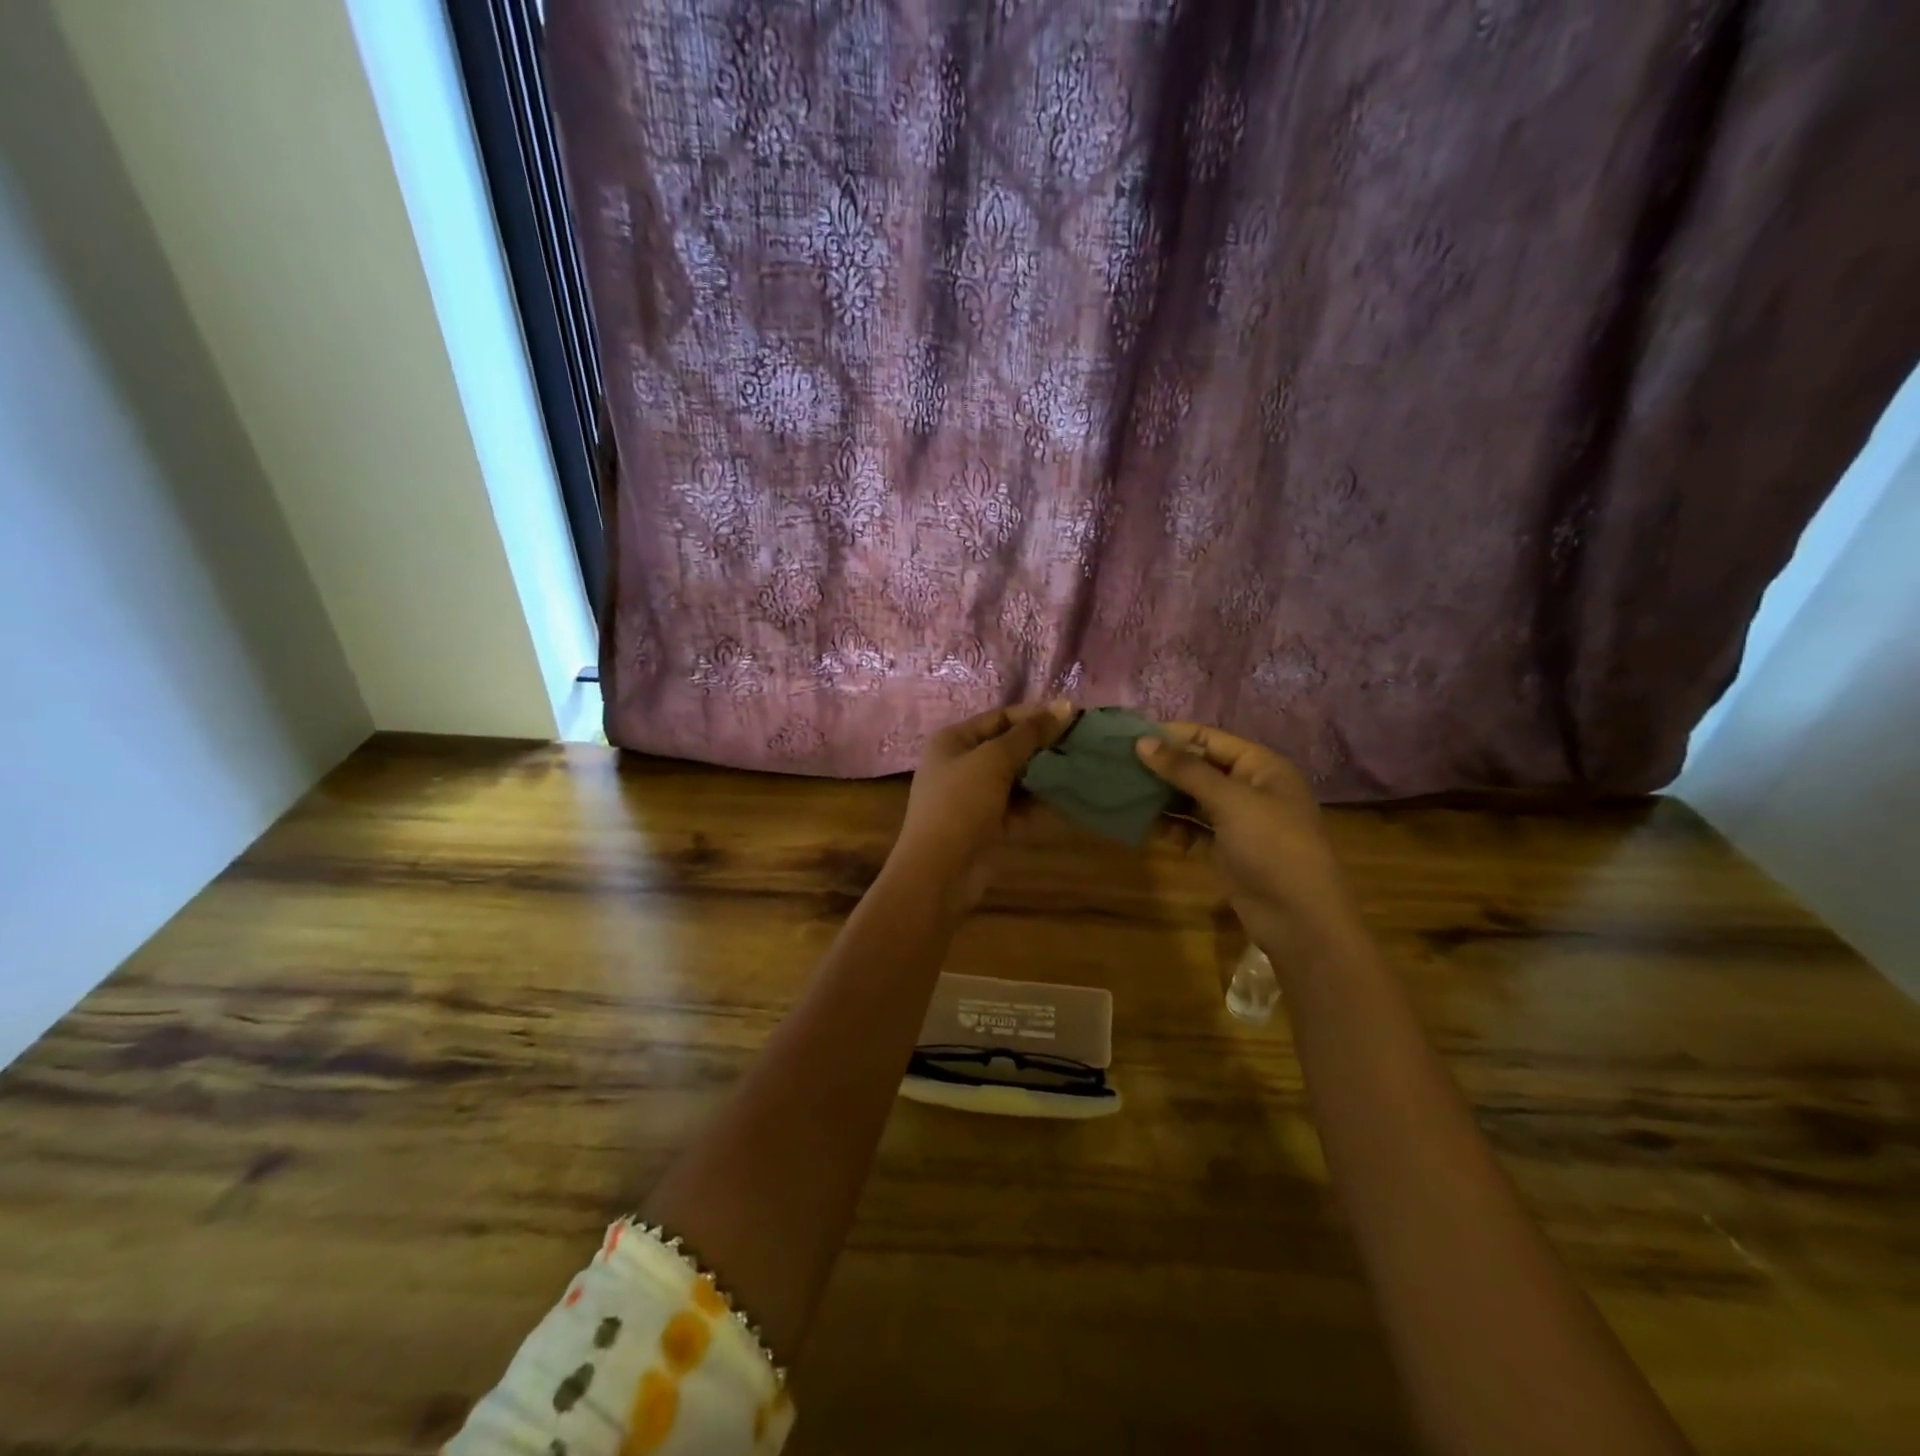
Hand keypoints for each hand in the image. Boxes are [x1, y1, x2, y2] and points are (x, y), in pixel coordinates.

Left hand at [892, 700, 1074, 912]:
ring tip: (1082, 769)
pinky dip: (1040, 807)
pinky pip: (1018, 810)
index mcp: (953, 741)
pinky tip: (1070, 802)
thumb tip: (1065, 706)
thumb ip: (1029, 734)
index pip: (999, 718)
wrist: (938, 871)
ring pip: (1016, 780)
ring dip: (1045, 777)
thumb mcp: (993, 760)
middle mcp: (961, 765)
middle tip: (1082, 744)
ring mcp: (973, 798)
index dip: (1035, 715)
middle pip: (1009, 748)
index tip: (1074, 717)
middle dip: (1043, 747)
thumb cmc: (960, 804)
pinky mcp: (986, 827)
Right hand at [1136, 723, 1362, 958]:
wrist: (1299, 918)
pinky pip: (1192, 830)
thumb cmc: (1272, 845)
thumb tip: (1142, 742)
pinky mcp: (1225, 851)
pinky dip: (1171, 826)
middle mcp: (1250, 789)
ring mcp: (1238, 822)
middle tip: (1118, 763)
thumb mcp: (1230, 800)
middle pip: (1200, 768)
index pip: (1210, 739)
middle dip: (1163, 766)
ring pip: (1193, 800)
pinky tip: (1142, 823)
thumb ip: (1185, 770)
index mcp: (1261, 767)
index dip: (1173, 735)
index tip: (1131, 736)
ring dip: (1162, 796)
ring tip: (1123, 790)